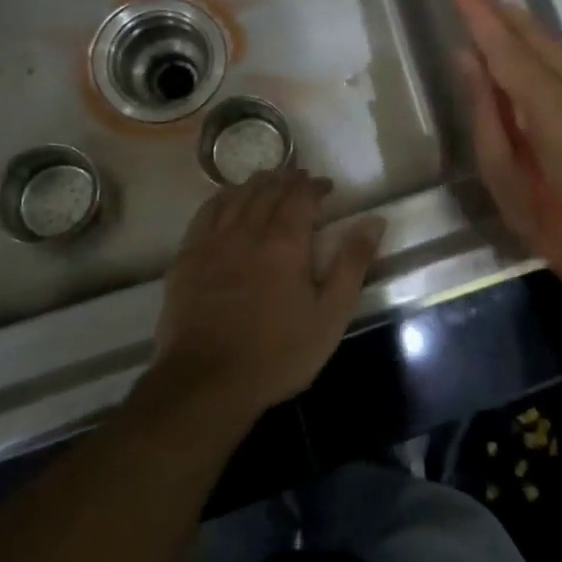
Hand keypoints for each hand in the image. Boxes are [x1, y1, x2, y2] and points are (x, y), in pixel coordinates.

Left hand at [154, 169, 384, 418]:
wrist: (206, 381)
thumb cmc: (278, 353)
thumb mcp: (330, 314)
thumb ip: (352, 264)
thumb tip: (374, 221)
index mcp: (284, 241)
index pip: (301, 195)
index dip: (315, 186)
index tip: (326, 187)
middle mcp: (247, 230)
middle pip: (267, 190)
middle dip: (287, 179)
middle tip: (300, 179)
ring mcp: (212, 241)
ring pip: (235, 196)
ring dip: (256, 183)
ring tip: (268, 182)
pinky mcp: (187, 257)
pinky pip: (205, 213)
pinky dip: (222, 198)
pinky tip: (227, 201)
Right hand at [452, 0, 561, 307]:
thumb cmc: (548, 221)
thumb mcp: (501, 173)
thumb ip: (484, 109)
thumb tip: (467, 57)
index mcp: (551, 110)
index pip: (507, 50)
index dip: (481, 17)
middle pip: (534, 36)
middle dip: (499, 8)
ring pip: (551, 42)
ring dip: (517, 20)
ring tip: (487, 1)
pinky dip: (536, 41)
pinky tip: (518, 35)